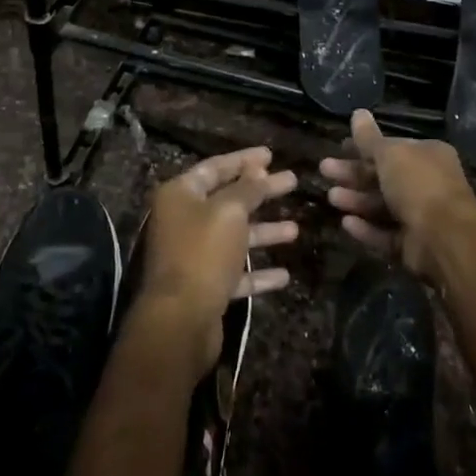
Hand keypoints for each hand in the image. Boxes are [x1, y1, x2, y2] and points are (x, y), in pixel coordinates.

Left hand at [136, 147, 297, 382]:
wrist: (181, 319)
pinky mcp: (204, 286)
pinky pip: (235, 272)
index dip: (244, 160)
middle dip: (261, 193)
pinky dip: (258, 273)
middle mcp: (183, 221)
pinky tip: (285, 275)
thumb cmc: (203, 253)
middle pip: (228, 201)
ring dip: (264, 232)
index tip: (272, 155)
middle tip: (292, 182)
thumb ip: (247, 188)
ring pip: (234, 237)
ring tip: (296, 229)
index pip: (216, 167)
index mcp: (180, 195)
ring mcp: (193, 255)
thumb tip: (258, 169)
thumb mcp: (229, 212)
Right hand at [320, 109, 475, 281]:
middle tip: (325, 170)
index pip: (392, 148)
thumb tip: (357, 112)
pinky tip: (346, 223)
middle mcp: (427, 183)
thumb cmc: (418, 184)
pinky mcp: (413, 245)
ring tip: (331, 197)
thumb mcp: (391, 154)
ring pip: (382, 206)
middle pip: (383, 176)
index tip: (339, 147)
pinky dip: (366, 229)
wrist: (445, 238)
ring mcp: (421, 216)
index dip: (365, 147)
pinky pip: (385, 235)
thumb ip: (369, 138)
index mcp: (428, 156)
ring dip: (356, 200)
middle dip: (353, 174)